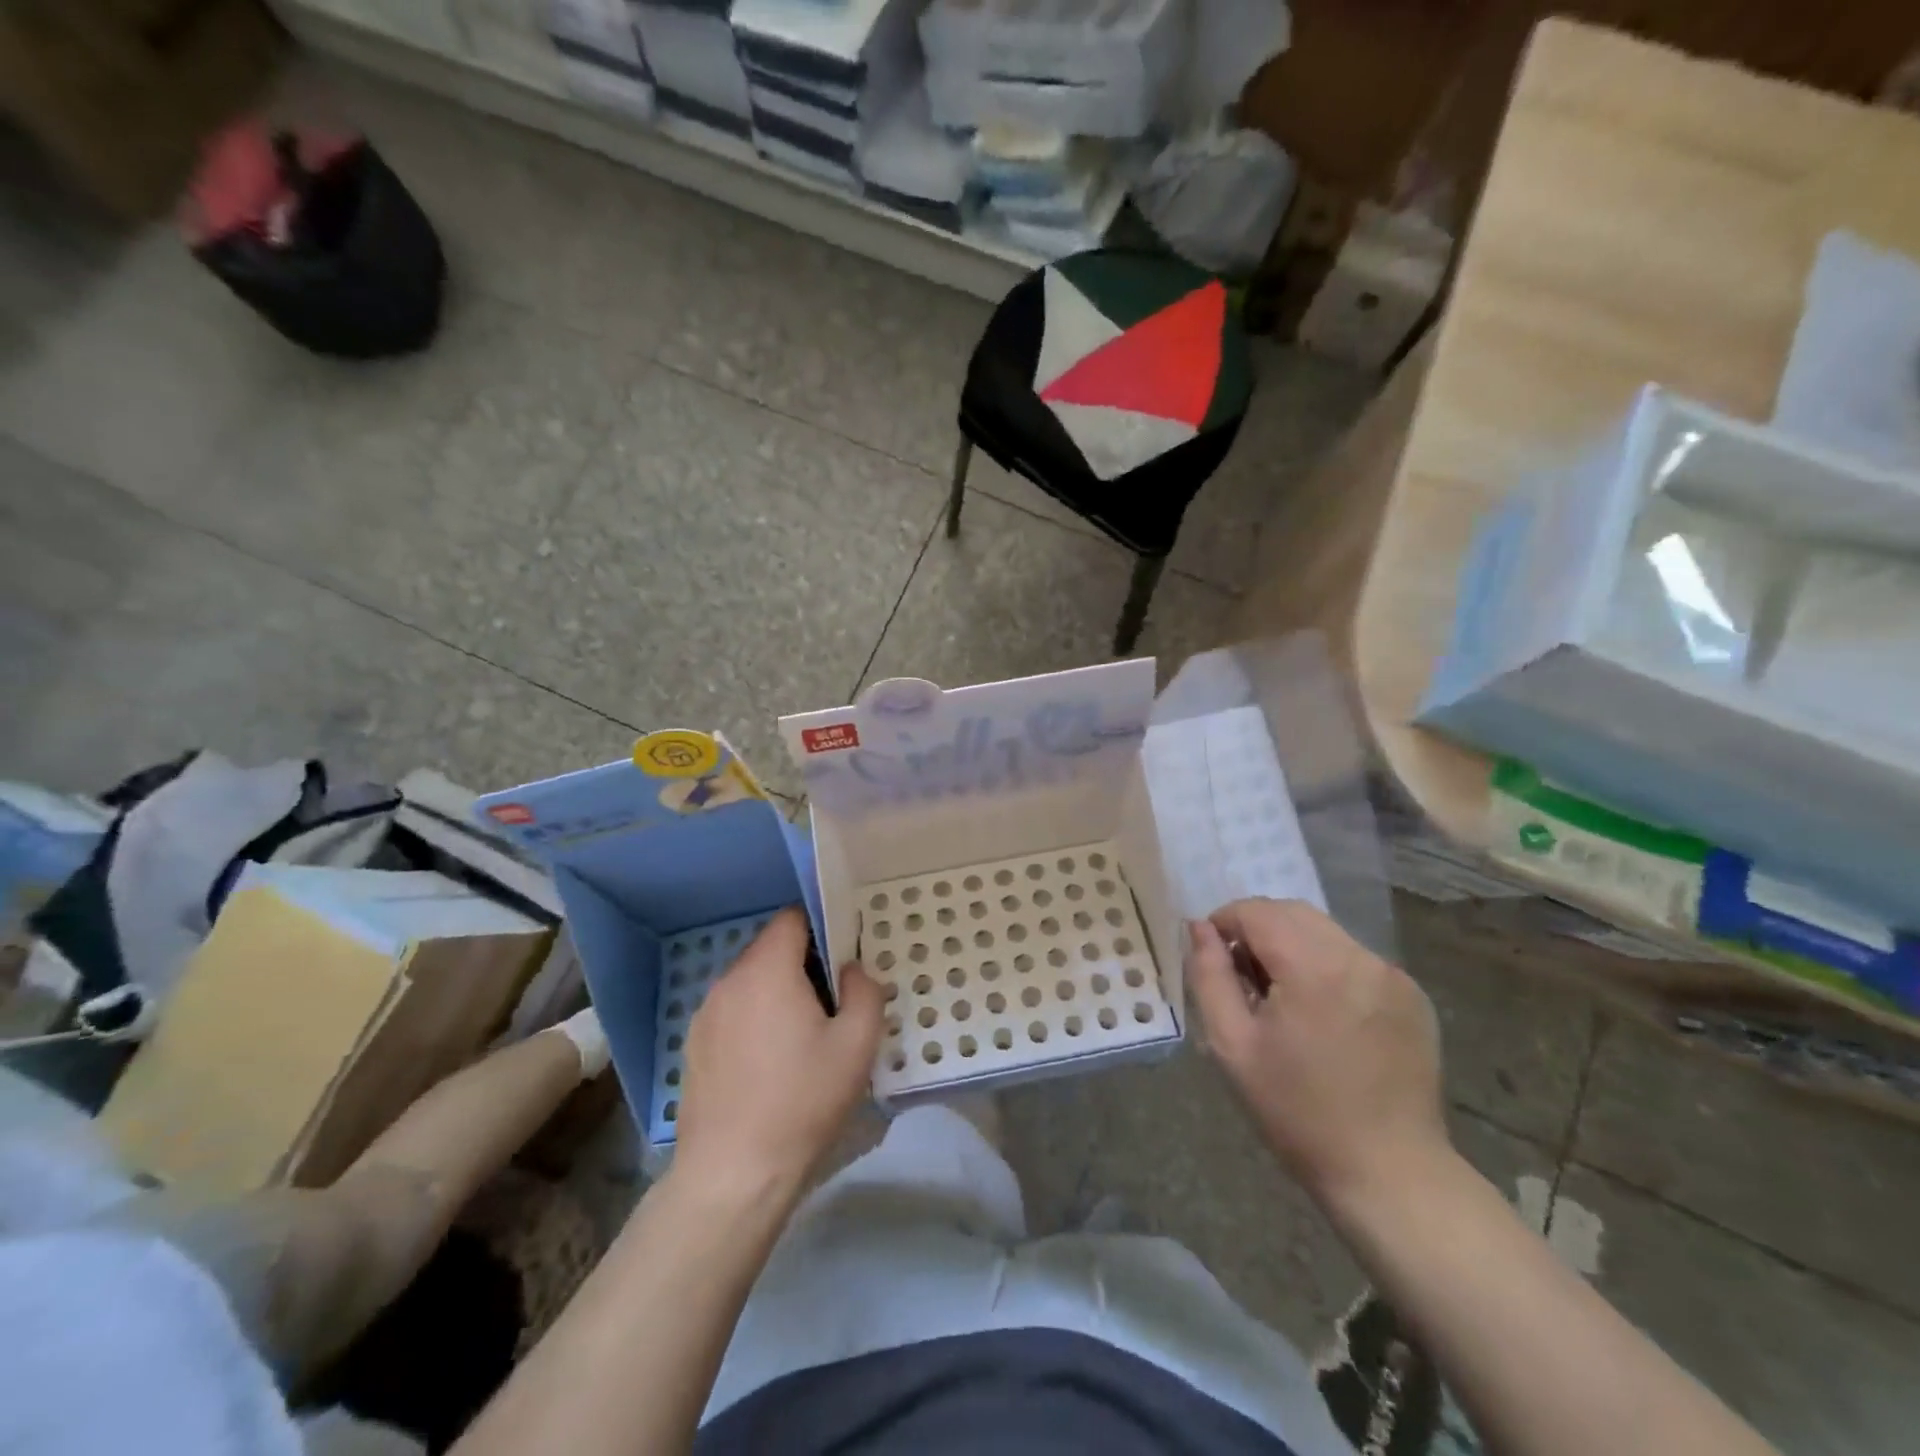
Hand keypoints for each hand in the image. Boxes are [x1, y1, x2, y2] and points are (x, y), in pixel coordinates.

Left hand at [672, 908, 882, 1199]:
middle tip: (832, 1003)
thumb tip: (852, 969)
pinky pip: (733, 1011)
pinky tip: (770, 1063)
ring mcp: (705, 1014)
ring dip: (777, 993)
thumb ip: (865, 991)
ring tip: (802, 1037)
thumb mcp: (857, 1045)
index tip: (843, 957)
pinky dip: (754, 1019)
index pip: (792, 918)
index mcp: (767, 970)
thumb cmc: (802, 1102)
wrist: (733, 1174)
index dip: (822, 927)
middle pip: (771, 949)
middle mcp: (729, 981)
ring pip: (751, 982)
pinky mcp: (694, 1045)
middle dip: (803, 964)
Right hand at [1186, 898, 1448, 1213]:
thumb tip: (1199, 928)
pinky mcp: (1412, 996)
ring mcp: (1393, 975)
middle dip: (1257, 930)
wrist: (1390, 1173)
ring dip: (1292, 946)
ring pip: (1324, 932)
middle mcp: (1359, 957)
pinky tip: (1322, 1015)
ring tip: (1281, 999)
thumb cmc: (1298, 1112)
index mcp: (1314, 967)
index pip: (1256, 911)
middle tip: (1242, 979)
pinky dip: (1326, 966)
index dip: (1224, 923)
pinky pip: (1354, 958)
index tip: (1212, 958)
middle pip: (1292, 913)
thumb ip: (1209, 976)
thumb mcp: (1232, 1045)